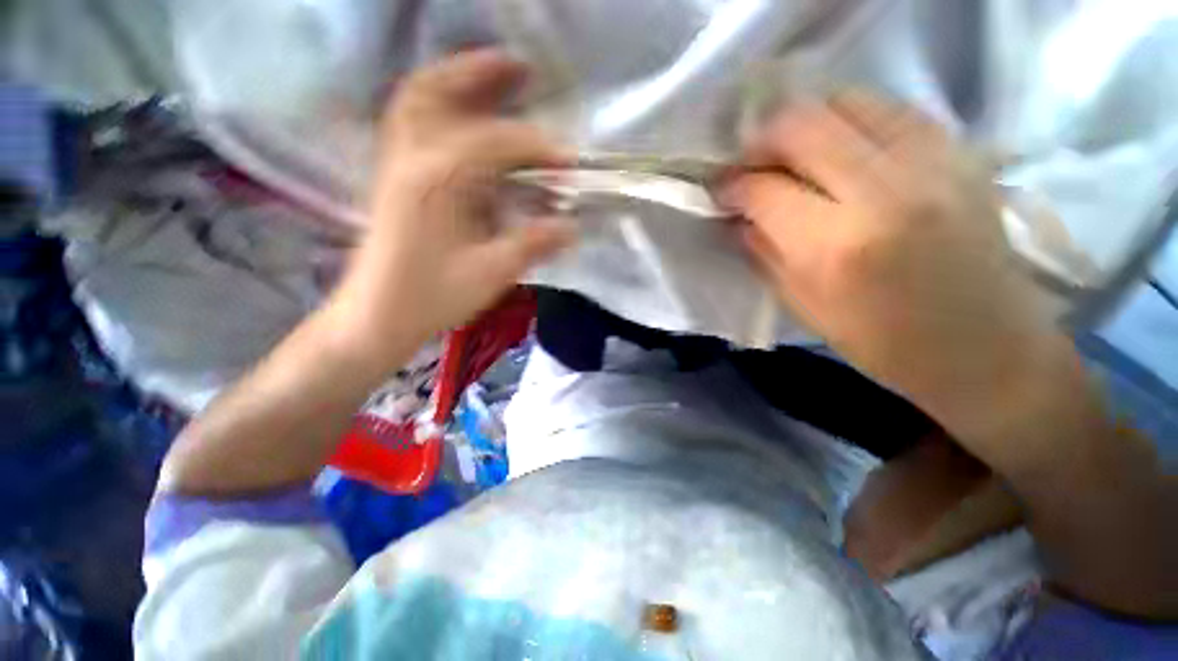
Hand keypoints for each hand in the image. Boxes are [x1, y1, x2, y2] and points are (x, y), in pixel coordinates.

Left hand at [326, 49, 574, 367]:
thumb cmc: (432, 297)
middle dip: (483, 73)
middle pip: (439, 91)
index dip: (539, 147)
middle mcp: (410, 157)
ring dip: (456, 80)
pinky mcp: (395, 177)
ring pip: (419, 100)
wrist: (377, 316)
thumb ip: (533, 243)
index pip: (495, 143)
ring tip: (493, 77)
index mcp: (436, 180)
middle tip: (523, 67)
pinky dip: (439, 107)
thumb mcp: (492, 273)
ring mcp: (396, 163)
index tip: (570, 160)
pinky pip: (413, 122)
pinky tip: (462, 117)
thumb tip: (572, 226)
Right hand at [721, 92, 1065, 432]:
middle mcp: (882, 191)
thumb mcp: (802, 305)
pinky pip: (887, 108)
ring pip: (843, 102)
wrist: (985, 346)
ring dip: (803, 124)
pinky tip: (840, 149)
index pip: (764, 189)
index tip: (719, 190)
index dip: (731, 185)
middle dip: (759, 140)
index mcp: (835, 246)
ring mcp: (929, 161)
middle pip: (800, 125)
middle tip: (749, 165)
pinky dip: (849, 120)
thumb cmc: (883, 342)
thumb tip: (736, 216)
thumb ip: (761, 252)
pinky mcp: (958, 150)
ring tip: (791, 155)